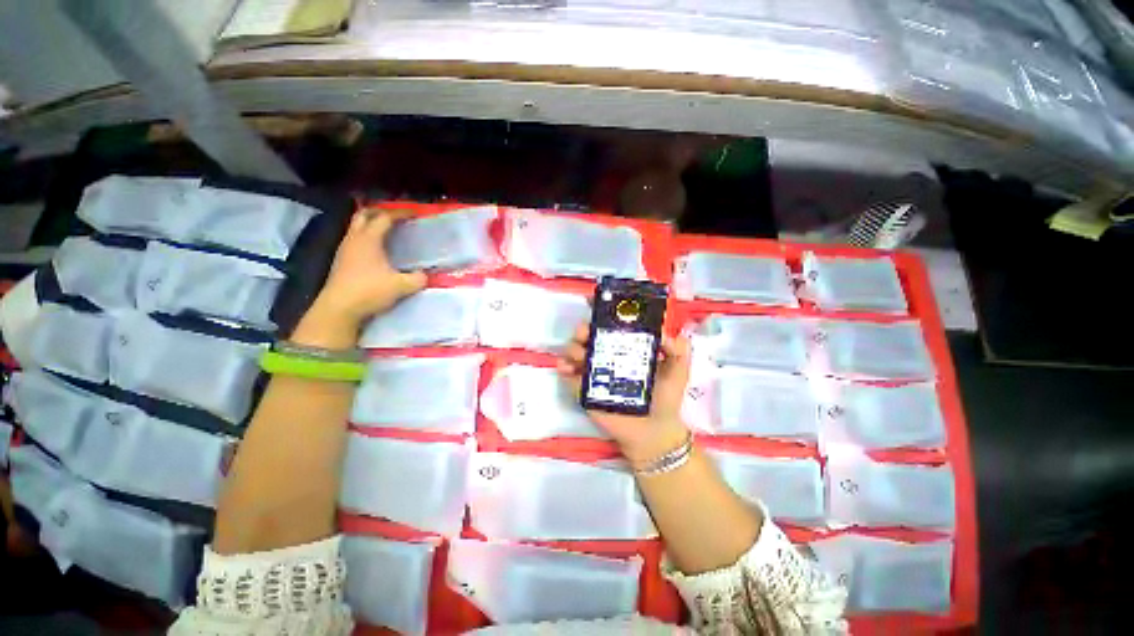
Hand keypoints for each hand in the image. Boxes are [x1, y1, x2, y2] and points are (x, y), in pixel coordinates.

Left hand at [312, 207, 426, 325]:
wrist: (339, 308)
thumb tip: (425, 275)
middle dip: (380, 212)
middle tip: (396, 216)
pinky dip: (366, 236)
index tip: (414, 212)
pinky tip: (376, 249)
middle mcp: (354, 239)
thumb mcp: (401, 286)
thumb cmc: (370, 291)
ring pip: (356, 226)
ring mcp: (345, 249)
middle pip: (364, 215)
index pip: (385, 218)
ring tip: (387, 230)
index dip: (400, 213)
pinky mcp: (342, 260)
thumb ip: (417, 278)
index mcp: (369, 240)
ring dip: (371, 223)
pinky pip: (354, 239)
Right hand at [557, 323, 691, 465]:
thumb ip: (679, 350)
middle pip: (589, 336)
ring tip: (578, 352)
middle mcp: (608, 356)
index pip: (611, 326)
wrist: (654, 432)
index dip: (602, 316)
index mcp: (628, 348)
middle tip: (584, 332)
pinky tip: (567, 368)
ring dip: (572, 347)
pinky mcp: (586, 391)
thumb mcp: (678, 371)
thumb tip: (666, 333)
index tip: (597, 308)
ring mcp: (595, 373)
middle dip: (583, 330)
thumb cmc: (665, 399)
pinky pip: (571, 377)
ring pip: (576, 353)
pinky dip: (565, 369)